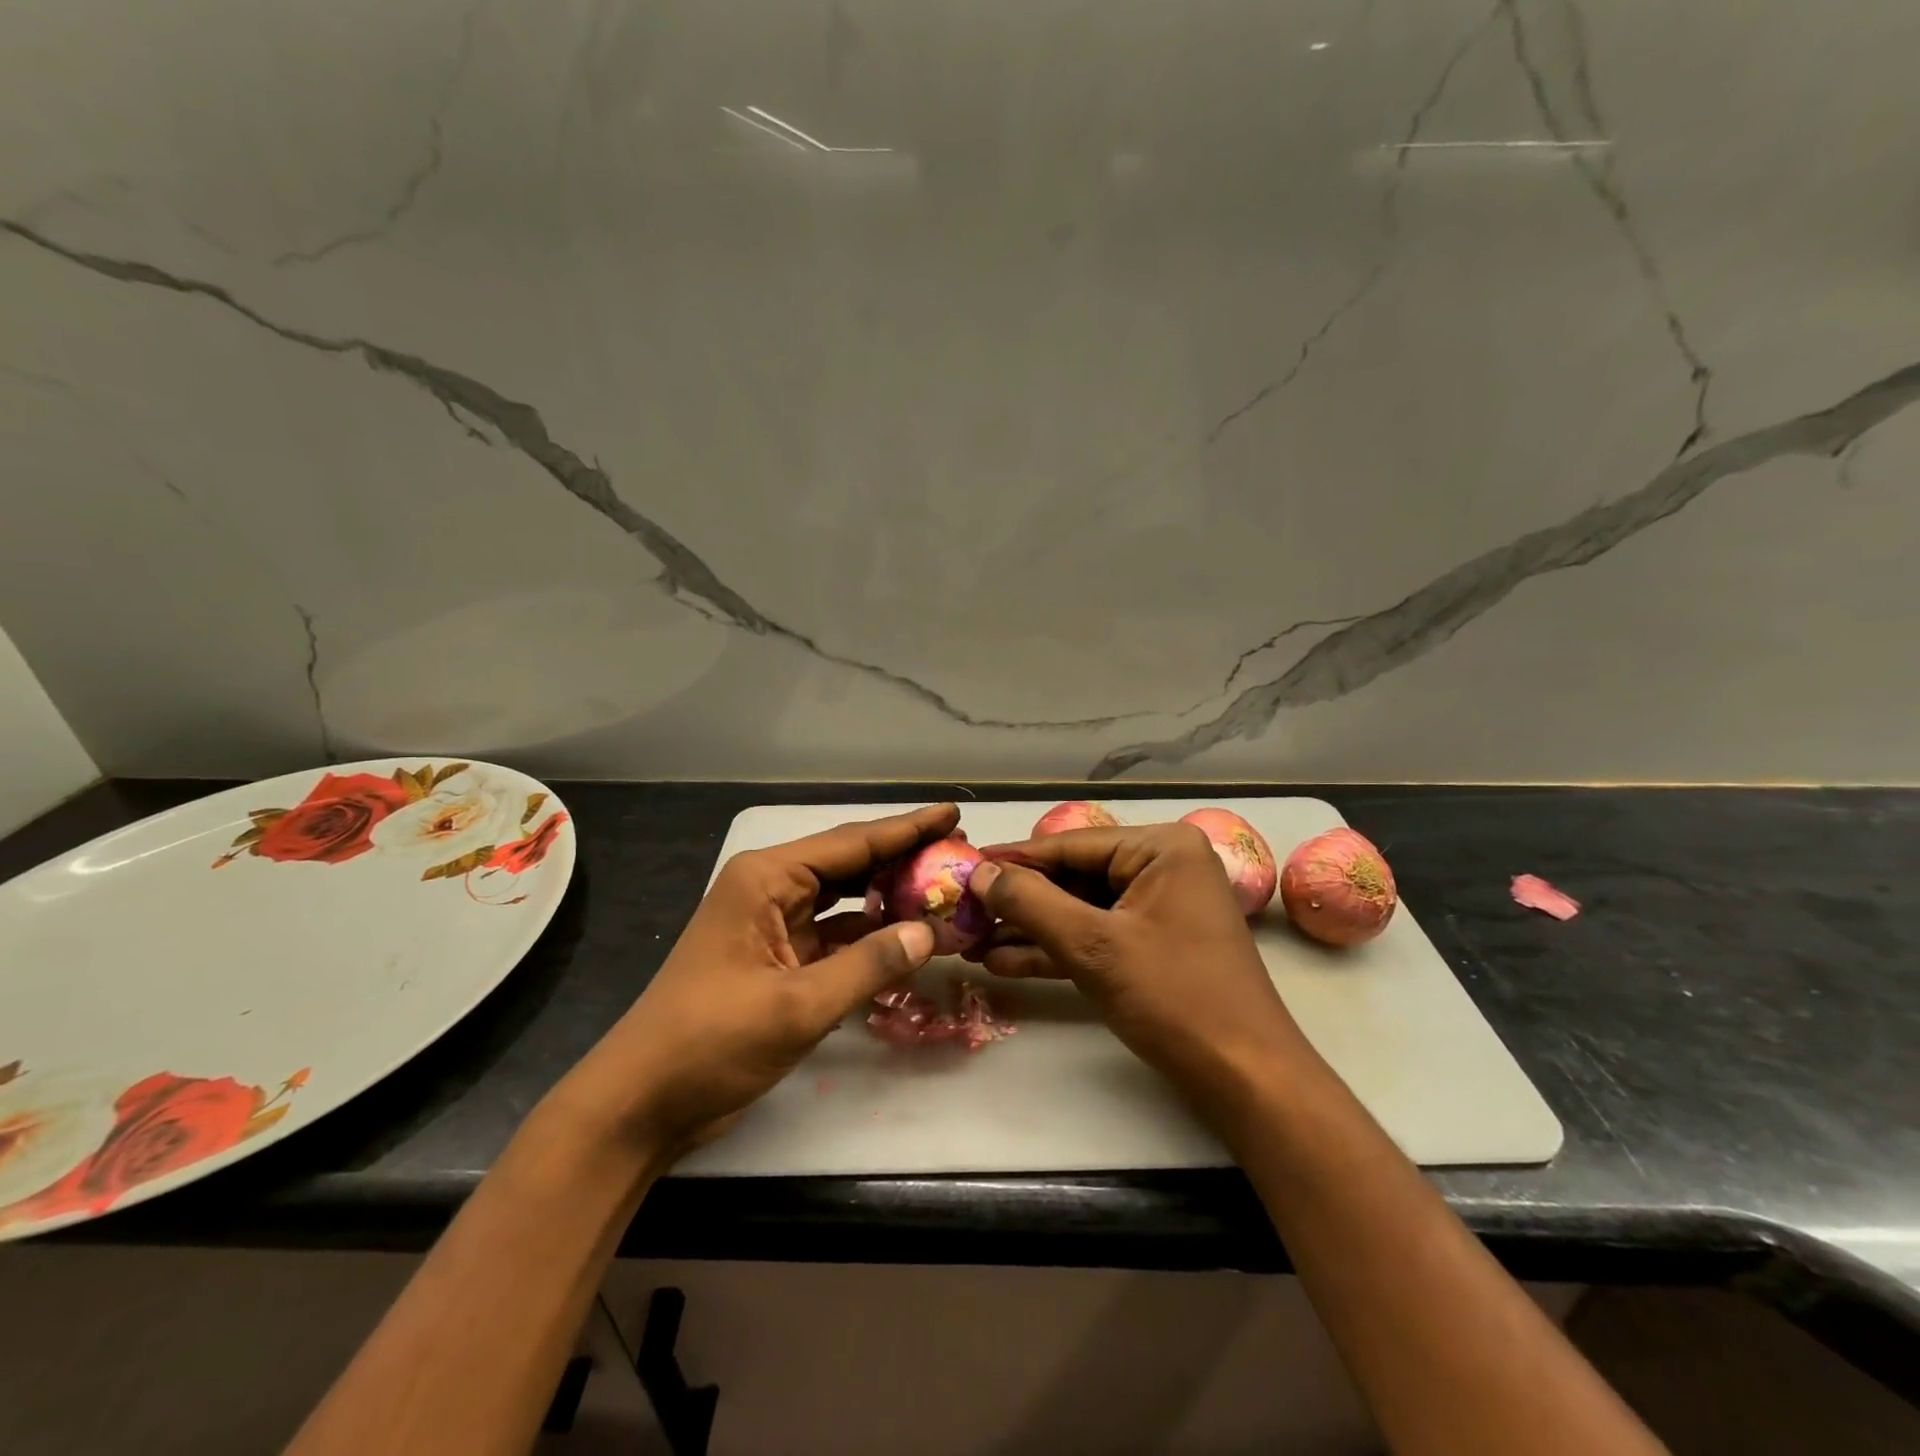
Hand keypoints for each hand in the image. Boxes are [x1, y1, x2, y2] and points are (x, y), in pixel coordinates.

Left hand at [551, 803, 956, 1161]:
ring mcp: (773, 925)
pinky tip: (906, 938)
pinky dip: (869, 936)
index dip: (907, 828)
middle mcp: (770, 889)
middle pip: (850, 864)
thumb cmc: (711, 1042)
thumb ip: (869, 965)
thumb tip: (929, 932)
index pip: (852, 843)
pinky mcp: (777, 960)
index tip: (952, 812)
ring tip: (943, 889)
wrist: (641, 1103)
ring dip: (889, 898)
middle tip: (958, 852)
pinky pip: (835, 936)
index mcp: (767, 879)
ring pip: (845, 900)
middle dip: (903, 859)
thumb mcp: (797, 1005)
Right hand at [968, 823, 1324, 1134]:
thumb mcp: (1093, 945)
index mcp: (1160, 847)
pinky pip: (1097, 936)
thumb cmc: (1174, 997)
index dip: (1012, 861)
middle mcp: (1163, 866)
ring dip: (1030, 929)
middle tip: (962, 914)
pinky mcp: (1154, 945)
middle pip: (1073, 876)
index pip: (1069, 845)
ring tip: (971, 943)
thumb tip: (979, 873)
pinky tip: (1005, 963)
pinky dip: (1057, 949)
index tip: (961, 869)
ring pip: (1080, 909)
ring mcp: (1160, 907)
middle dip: (1018, 903)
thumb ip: (1031, 902)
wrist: (1245, 1078)